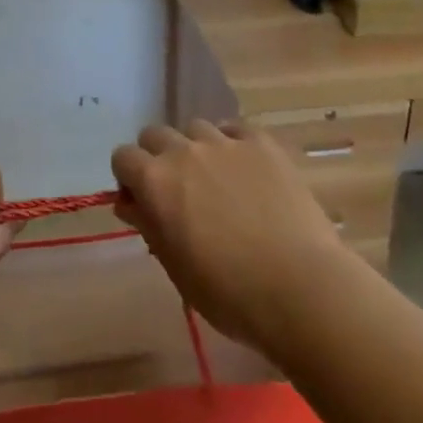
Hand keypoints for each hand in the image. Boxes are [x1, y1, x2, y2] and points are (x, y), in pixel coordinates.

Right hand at [112, 120, 351, 351]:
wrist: (300, 288)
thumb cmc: (229, 293)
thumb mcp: (176, 269)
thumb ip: (149, 226)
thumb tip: (131, 204)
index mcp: (155, 181)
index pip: (123, 157)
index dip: (129, 179)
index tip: (142, 203)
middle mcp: (184, 151)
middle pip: (155, 135)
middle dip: (157, 157)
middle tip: (176, 192)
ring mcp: (225, 142)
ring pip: (195, 128)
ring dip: (195, 148)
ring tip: (214, 179)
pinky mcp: (262, 142)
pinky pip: (234, 129)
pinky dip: (231, 143)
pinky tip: (244, 169)